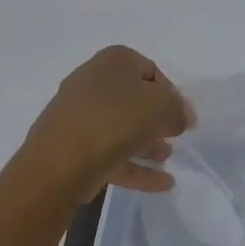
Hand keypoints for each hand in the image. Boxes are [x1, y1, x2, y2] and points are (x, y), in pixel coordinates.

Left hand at [21, 45, 195, 202]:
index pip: (151, 70)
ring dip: (147, 144)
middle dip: (157, 120)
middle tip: (174, 137)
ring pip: (121, 128)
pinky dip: (136, 166)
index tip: (183, 118)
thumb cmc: (117, 120)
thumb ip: (179, 109)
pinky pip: (111, 154)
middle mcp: (92, 82)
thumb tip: (181, 117)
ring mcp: (79, 116)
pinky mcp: (72, 147)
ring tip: (167, 160)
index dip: (172, 94)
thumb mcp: (163, 106)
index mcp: (113, 61)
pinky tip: (162, 184)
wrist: (61, 161)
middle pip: (133, 100)